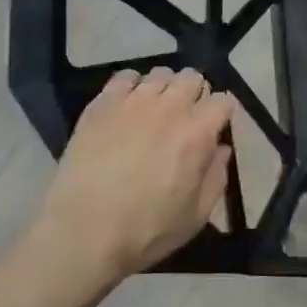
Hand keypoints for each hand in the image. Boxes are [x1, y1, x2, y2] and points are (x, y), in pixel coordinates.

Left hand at [32, 67, 233, 288]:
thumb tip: (221, 149)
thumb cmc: (147, 230)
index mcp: (198, 133)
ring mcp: (134, 101)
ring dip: (164, 88)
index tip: (214, 127)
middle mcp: (170, 107)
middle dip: (195, 93)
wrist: (84, 232)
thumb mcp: (196, 215)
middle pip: (192, 78)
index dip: (221, 113)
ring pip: (160, 74)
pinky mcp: (102, 104)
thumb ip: (216, 177)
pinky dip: (131, 86)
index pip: (223, 100)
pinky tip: (126, 106)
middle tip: (185, 117)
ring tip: (154, 110)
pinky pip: (124, 77)